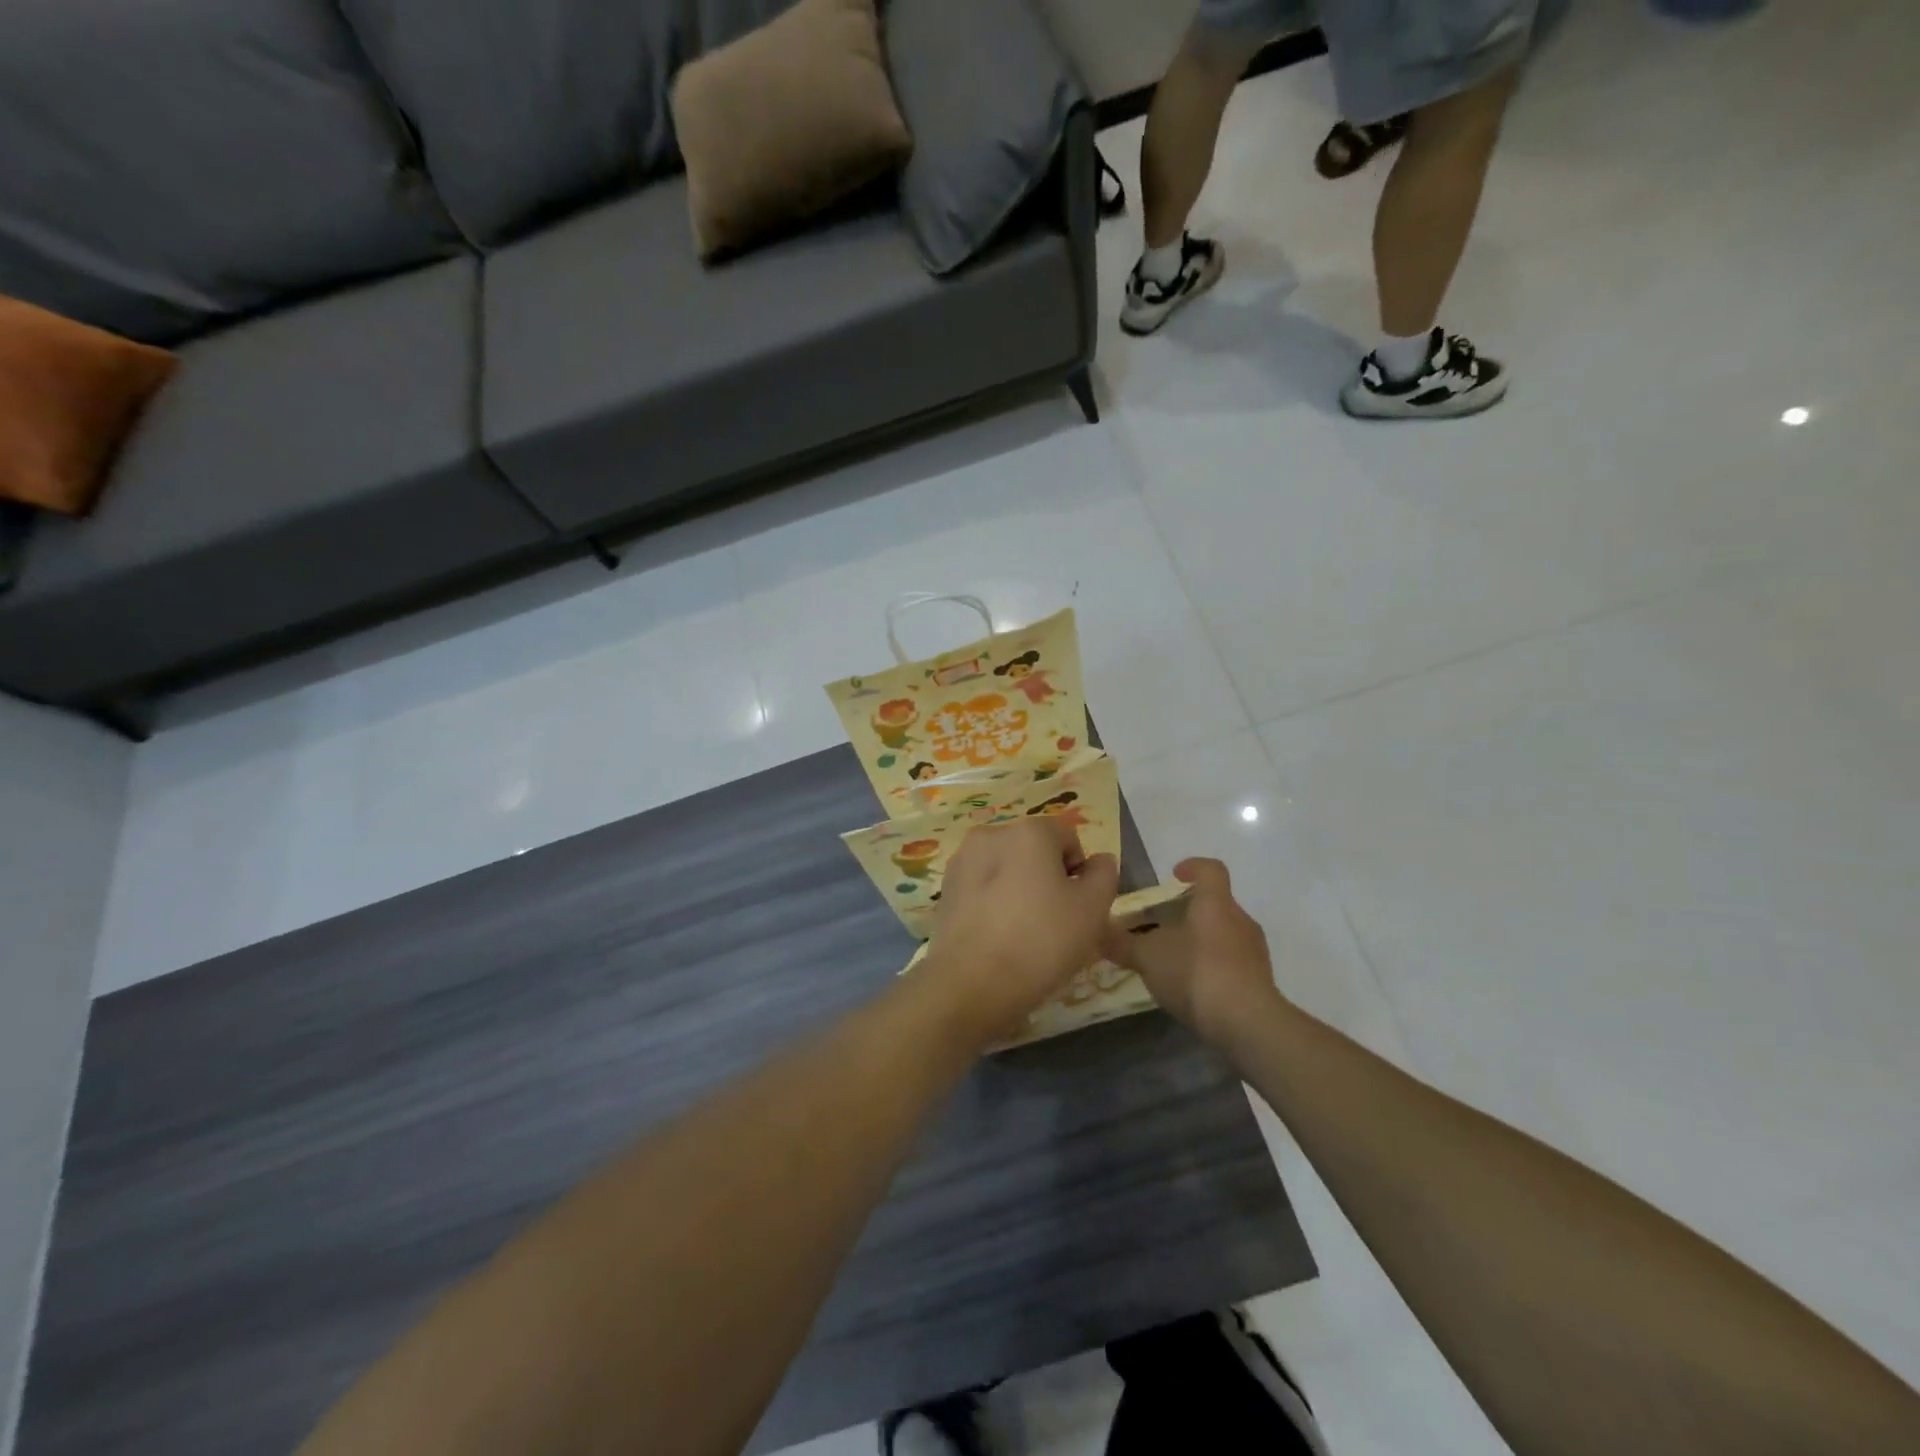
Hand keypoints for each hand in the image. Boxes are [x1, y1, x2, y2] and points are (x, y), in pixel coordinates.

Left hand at [924, 816, 1119, 1039]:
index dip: (1080, 871)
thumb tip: (1097, 861)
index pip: (1068, 837)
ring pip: (1006, 869)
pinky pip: (982, 889)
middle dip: (1048, 878)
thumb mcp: (1092, 910)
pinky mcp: (945, 890)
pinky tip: (998, 937)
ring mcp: (962, 861)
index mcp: (1028, 831)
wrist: (971, 984)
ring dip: (1019, 890)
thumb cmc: (1041, 941)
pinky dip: (993, 904)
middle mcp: (991, 834)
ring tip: (1024, 933)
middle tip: (1055, 922)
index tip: (1078, 907)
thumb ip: (1103, 875)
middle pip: (1034, 850)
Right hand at [1100, 858, 1284, 1047]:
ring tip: (1173, 961)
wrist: (1247, 1024)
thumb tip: (1098, 932)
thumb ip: (1122, 943)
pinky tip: (1192, 988)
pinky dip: (1211, 967)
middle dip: (1187, 912)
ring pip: (1223, 935)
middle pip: (1215, 905)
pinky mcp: (1260, 981)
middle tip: (1160, 926)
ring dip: (1200, 942)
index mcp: (1215, 904)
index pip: (1210, 870)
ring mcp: (1254, 952)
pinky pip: (1232, 963)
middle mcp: (1240, 920)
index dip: (1192, 866)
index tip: (1173, 875)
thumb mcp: (1148, 957)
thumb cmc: (1195, 973)